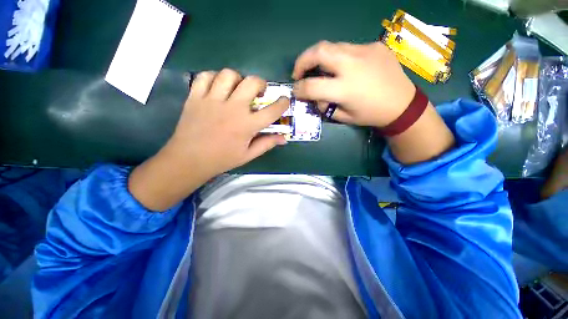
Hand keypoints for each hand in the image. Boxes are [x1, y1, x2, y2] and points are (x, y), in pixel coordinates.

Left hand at [167, 69, 288, 175]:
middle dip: (261, 83)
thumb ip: (267, 144)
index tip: (285, 100)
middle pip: (252, 82)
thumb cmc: (222, 159)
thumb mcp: (248, 155)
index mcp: (247, 125)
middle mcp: (232, 109)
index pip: (272, 111)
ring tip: (237, 89)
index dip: (283, 103)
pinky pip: (205, 76)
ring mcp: (212, 100)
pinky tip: (217, 87)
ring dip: (238, 79)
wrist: (189, 160)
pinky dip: (214, 77)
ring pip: (229, 75)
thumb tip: (284, 139)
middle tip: (259, 92)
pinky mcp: (195, 97)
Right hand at [292, 41, 415, 126]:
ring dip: (319, 57)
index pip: (312, 86)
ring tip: (318, 69)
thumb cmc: (371, 115)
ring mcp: (365, 51)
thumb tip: (314, 97)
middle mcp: (353, 65)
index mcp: (346, 89)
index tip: (295, 91)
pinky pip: (348, 49)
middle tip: (299, 72)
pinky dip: (339, 58)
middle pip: (319, 52)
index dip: (298, 89)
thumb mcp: (343, 117)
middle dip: (302, 61)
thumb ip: (325, 106)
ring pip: (332, 46)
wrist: (402, 104)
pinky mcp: (374, 46)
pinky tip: (344, 68)